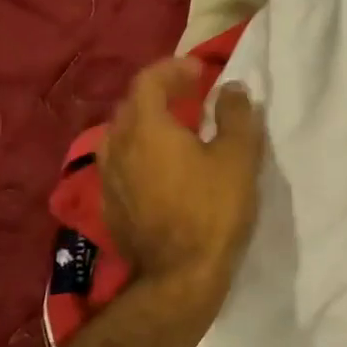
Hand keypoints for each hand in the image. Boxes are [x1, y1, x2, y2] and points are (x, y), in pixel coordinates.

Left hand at [98, 56, 263, 313]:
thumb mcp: (238, 157)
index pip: (149, 81)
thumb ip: (236, 115)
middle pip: (132, 106)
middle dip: (160, 93)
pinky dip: (141, 153)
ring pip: (123, 136)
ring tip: (176, 131)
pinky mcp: (110, 207)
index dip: (174, 69)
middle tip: (191, 95)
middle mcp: (118, 147)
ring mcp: (109, 179)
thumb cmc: (213, 210)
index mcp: (146, 128)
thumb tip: (231, 89)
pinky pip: (122, 164)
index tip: (200, 71)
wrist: (180, 277)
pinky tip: (162, 170)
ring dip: (148, 124)